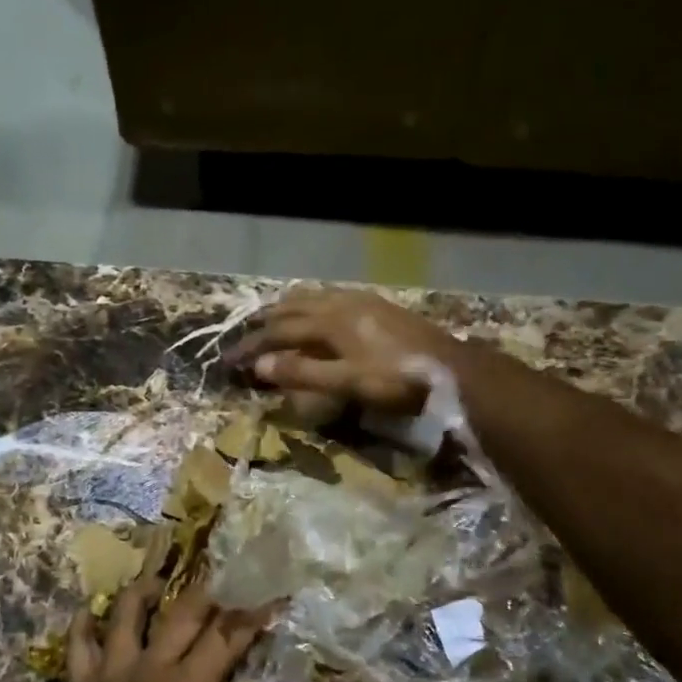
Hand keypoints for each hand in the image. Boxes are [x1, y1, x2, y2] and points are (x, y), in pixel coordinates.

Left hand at [47, 576, 284, 681]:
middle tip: (222, 579)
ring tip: (159, 583)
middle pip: (181, 612)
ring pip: (125, 614)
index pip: (226, 638)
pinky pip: (78, 644)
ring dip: (144, 592)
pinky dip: (84, 623)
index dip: (251, 615)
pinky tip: (92, 610)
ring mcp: (109, 677)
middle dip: (207, 591)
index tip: (269, 597)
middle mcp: (147, 672)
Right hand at [226, 289, 466, 414]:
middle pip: (293, 308)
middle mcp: (340, 303)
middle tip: (245, 337)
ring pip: (312, 298)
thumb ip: (303, 374)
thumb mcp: (347, 383)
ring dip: (287, 309)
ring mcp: (361, 301)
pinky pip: (331, 298)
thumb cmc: (397, 379)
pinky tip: (318, 314)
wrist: (451, 368)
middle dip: (265, 323)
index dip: (253, 347)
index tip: (230, 361)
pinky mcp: (377, 306)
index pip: (279, 332)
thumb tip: (260, 367)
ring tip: (272, 319)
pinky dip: (311, 305)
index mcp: (330, 321)